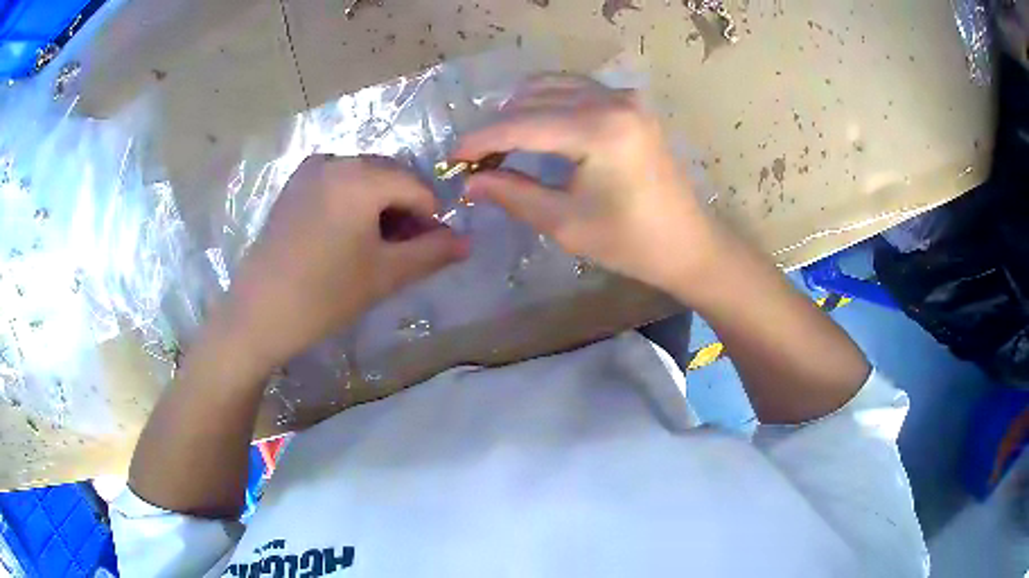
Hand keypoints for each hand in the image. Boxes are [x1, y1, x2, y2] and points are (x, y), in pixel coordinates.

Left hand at [211, 155, 468, 371]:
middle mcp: (335, 159)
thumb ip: (432, 253)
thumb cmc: (324, 296)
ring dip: (381, 206)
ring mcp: (310, 170)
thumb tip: (467, 241)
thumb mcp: (385, 275)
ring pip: (364, 178)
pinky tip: (348, 236)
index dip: (433, 217)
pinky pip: (338, 182)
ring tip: (377, 247)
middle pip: (391, 176)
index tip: (433, 249)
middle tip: (405, 250)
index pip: (417, 186)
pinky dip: (354, 202)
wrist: (258, 314)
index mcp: (360, 176)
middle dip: (406, 209)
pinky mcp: (294, 185)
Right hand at [455, 74, 724, 293]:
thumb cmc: (630, 242)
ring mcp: (624, 97)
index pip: (521, 124)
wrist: (687, 243)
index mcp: (599, 131)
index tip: (453, 158)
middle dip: (498, 126)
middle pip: (533, 99)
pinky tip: (536, 129)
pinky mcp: (630, 103)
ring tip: (502, 146)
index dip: (480, 140)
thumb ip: (512, 194)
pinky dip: (547, 104)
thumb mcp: (565, 223)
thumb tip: (469, 182)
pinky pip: (575, 90)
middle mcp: (612, 100)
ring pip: (552, 87)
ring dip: (520, 112)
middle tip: (478, 160)